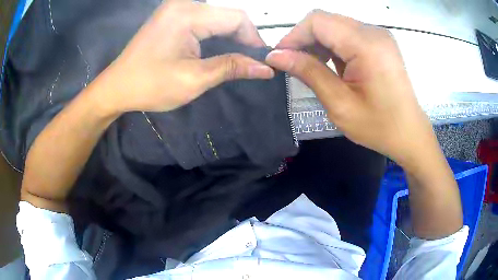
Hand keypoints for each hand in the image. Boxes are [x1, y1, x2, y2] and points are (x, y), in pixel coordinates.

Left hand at [96, 0, 273, 113]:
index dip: (254, 38)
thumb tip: (266, 68)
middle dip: (243, 37)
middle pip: (227, 15)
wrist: (117, 87)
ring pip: (217, 17)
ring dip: (230, 36)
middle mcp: (183, 4)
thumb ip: (231, 67)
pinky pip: (204, 19)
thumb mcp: (194, 79)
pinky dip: (215, 33)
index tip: (261, 60)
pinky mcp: (172, 16)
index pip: (237, 17)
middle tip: (249, 62)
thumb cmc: (150, 85)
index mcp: (188, 14)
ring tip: (237, 57)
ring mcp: (176, 8)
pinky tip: (218, 48)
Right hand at [265, 11, 437, 167]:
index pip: (318, 21)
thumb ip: (308, 73)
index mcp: (367, 45)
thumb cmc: (379, 126)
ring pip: (335, 26)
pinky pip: (347, 34)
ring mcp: (378, 35)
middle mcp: (373, 32)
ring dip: (318, 43)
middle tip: (293, 65)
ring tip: (312, 67)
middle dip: (304, 40)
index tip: (280, 57)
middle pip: (325, 20)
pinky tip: (332, 65)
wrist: (409, 134)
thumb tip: (275, 56)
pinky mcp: (379, 42)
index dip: (294, 35)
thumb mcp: (340, 104)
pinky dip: (333, 46)